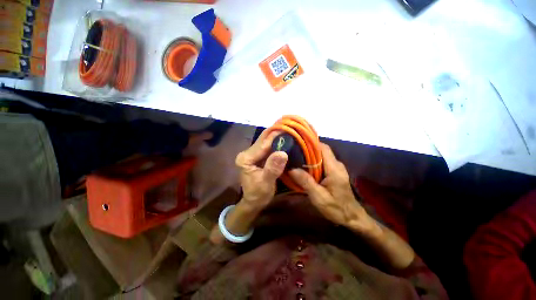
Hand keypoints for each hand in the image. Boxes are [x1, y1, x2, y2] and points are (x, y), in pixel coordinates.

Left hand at [235, 129, 288, 209]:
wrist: (254, 201)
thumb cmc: (258, 194)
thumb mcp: (266, 183)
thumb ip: (273, 168)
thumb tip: (282, 153)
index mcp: (246, 158)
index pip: (263, 144)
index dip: (276, 136)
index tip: (289, 128)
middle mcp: (247, 153)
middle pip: (263, 140)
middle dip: (277, 133)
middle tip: (291, 128)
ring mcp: (252, 154)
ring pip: (266, 142)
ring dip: (277, 137)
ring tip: (290, 132)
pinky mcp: (257, 156)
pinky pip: (268, 147)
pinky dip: (277, 144)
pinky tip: (285, 141)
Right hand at [289, 143, 378, 235]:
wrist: (352, 218)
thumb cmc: (336, 208)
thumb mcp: (319, 197)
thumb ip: (306, 182)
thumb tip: (292, 169)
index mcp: (334, 168)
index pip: (323, 148)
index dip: (310, 144)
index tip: (297, 143)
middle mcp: (337, 165)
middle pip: (322, 151)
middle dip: (308, 150)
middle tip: (293, 152)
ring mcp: (337, 168)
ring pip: (322, 156)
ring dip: (310, 156)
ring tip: (296, 158)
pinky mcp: (335, 172)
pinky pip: (323, 163)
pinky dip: (313, 163)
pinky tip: (304, 167)